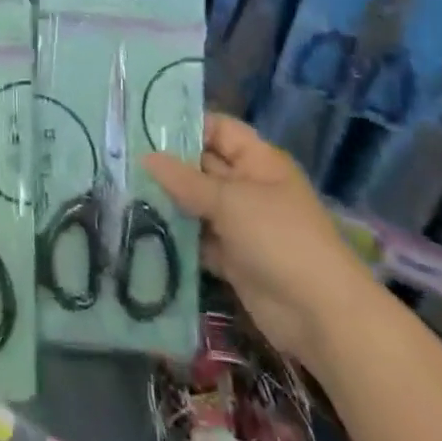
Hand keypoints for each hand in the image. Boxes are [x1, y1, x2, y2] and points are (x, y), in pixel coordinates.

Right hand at [145, 113, 378, 367]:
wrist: (320, 316)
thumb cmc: (279, 238)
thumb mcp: (229, 201)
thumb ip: (185, 180)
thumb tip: (145, 156)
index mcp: (258, 161)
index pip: (218, 129)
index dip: (186, 125)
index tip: (143, 124)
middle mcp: (249, 186)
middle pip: (203, 166)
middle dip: (168, 164)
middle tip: (121, 157)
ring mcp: (241, 224)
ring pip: (198, 203)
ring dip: (169, 201)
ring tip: (122, 190)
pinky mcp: (233, 258)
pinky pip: (199, 238)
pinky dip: (177, 235)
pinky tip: (141, 228)